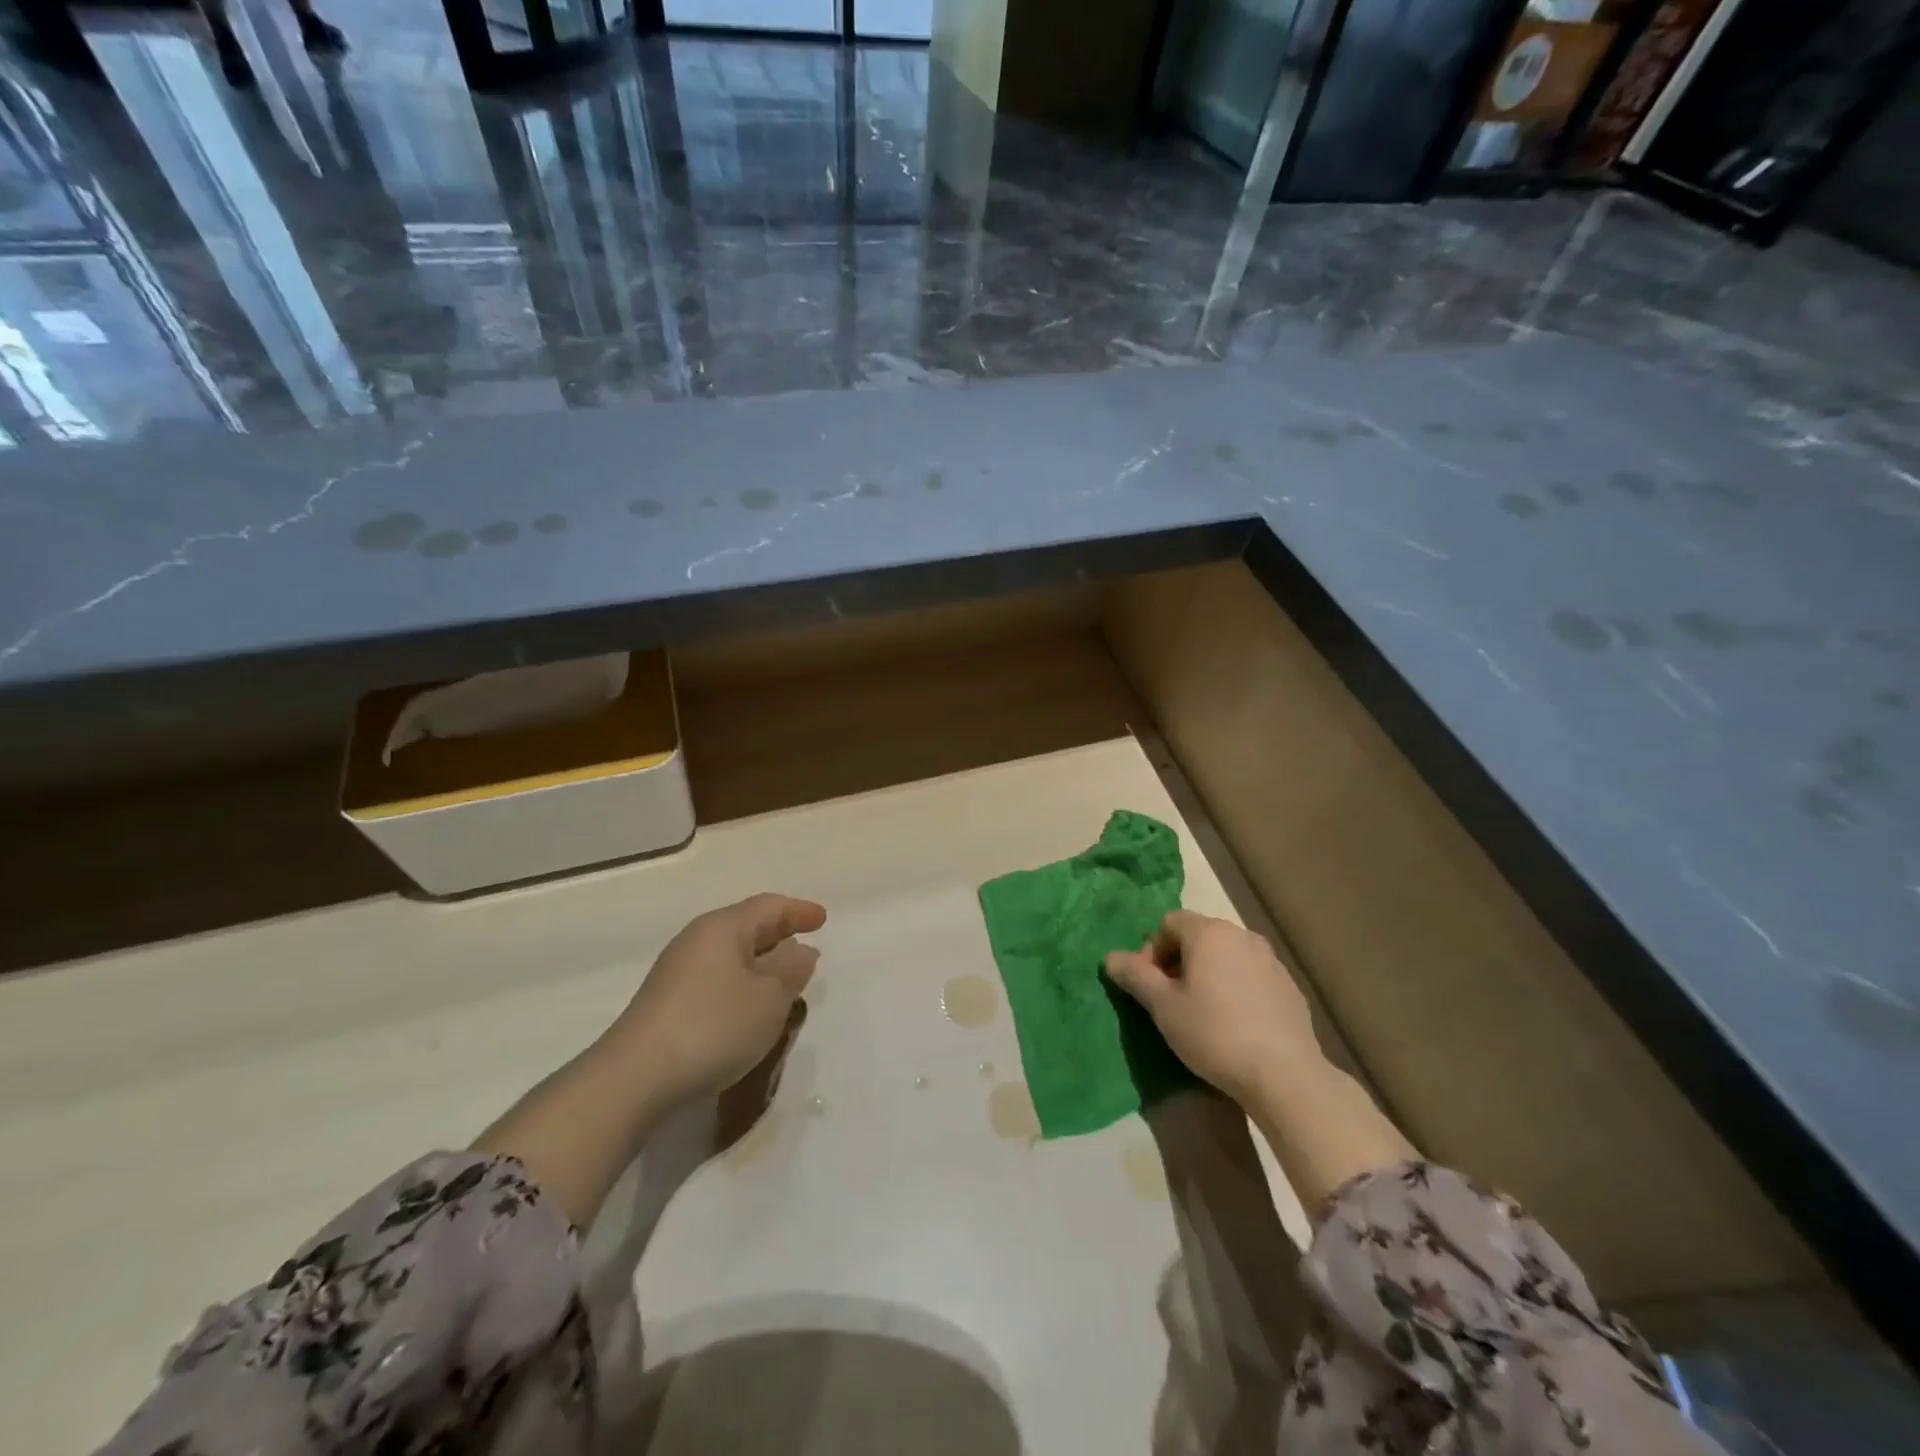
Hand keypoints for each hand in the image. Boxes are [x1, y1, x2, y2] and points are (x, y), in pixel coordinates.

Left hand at [603, 893, 826, 1106]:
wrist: (634, 1079)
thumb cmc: (713, 1027)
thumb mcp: (769, 1000)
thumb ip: (792, 970)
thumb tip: (800, 950)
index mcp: (723, 927)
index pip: (769, 907)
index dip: (799, 911)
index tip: (823, 919)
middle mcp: (697, 940)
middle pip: (747, 925)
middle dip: (779, 933)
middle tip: (806, 945)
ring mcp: (677, 971)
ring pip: (730, 953)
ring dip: (760, 961)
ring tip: (784, 979)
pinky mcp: (667, 1001)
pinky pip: (716, 976)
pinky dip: (741, 981)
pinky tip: (749, 1005)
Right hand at [1105, 911, 1319, 1104]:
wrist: (1284, 1075)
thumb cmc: (1214, 1034)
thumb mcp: (1163, 1007)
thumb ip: (1134, 975)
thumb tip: (1110, 956)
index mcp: (1208, 932)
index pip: (1168, 922)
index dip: (1152, 950)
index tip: (1150, 985)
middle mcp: (1241, 934)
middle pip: (1198, 935)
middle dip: (1179, 960)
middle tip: (1171, 999)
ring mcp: (1270, 959)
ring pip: (1226, 955)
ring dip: (1208, 972)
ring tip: (1203, 1011)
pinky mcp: (1288, 985)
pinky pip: (1250, 974)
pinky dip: (1235, 987)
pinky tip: (1235, 1022)